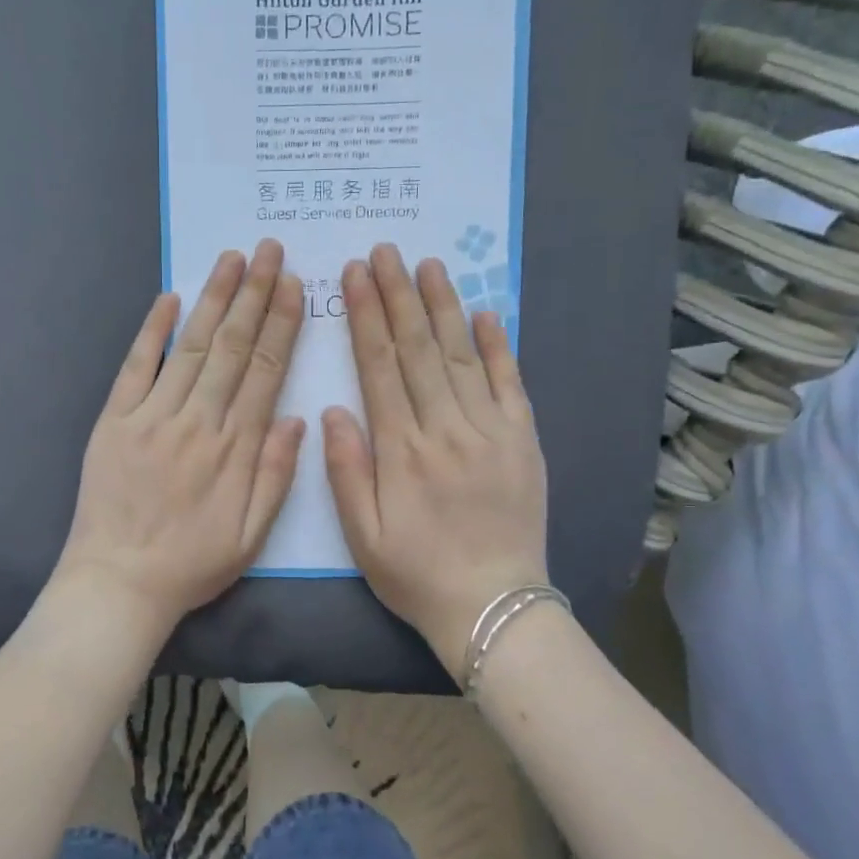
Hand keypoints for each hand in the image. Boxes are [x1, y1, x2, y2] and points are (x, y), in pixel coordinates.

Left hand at [56, 240, 306, 633]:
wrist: (118, 582)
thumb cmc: (191, 564)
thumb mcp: (251, 535)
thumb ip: (277, 474)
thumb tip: (297, 417)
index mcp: (235, 448)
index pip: (264, 371)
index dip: (281, 325)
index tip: (293, 286)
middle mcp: (197, 421)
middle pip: (230, 347)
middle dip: (253, 295)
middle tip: (270, 251)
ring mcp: (152, 417)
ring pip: (189, 346)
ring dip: (212, 300)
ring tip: (232, 259)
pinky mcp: (114, 421)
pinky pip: (135, 367)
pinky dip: (151, 330)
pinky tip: (169, 297)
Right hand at [325, 244, 549, 676]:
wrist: (493, 607)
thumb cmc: (416, 573)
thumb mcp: (362, 534)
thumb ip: (346, 469)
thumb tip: (334, 409)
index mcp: (401, 450)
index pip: (379, 367)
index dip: (367, 317)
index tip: (356, 276)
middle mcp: (446, 429)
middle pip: (418, 349)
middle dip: (398, 295)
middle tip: (385, 251)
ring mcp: (490, 431)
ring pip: (462, 355)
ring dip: (443, 306)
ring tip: (427, 265)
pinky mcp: (523, 441)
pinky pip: (510, 383)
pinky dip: (498, 345)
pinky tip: (485, 312)